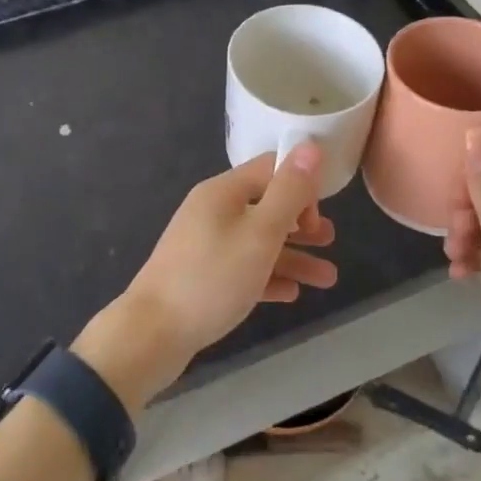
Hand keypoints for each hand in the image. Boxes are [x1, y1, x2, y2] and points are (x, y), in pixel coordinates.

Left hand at [75, 144, 337, 410]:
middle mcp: (212, 212)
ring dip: (293, 256)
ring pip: (258, 242)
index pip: (270, 169)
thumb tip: (310, 145)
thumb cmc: (212, 278)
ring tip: (327, 279)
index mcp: (223, 192)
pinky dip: (268, 277)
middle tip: (329, 242)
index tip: (319, 216)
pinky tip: (292, 294)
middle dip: (301, 224)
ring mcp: (205, 245)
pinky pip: (243, 268)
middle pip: (266, 206)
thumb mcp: (260, 233)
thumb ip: (289, 191)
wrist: (152, 334)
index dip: (300, 186)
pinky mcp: (202, 277)